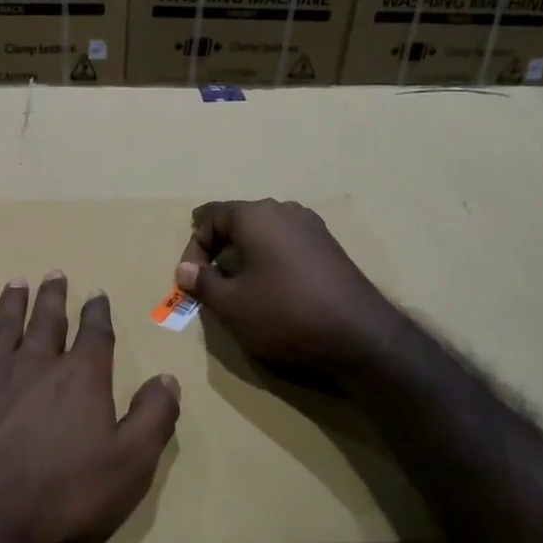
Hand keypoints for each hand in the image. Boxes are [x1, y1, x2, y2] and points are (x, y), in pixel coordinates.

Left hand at [0, 273, 181, 542]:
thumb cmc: (59, 496)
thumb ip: (152, 419)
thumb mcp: (128, 467)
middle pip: (47, 321)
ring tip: (17, 283)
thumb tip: (168, 379)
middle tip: (55, 274)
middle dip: (53, 297)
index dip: (97, 313)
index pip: (95, 335)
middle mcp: (35, 363)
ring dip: (12, 303)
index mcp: (80, 379)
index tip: (97, 294)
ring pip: (4, 326)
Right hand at [175, 199, 403, 378]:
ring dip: (245, 254)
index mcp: (255, 215)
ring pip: (264, 232)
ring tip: (240, 287)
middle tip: (211, 281)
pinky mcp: (329, 245)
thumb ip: (202, 283)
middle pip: (238, 220)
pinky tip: (272, 288)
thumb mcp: (231, 304)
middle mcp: (283, 210)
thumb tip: (185, 269)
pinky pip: (286, 243)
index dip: (193, 246)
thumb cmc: (283, 312)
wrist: (357, 333)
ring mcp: (311, 226)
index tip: (191, 278)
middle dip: (218, 248)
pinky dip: (270, 259)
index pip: (210, 215)